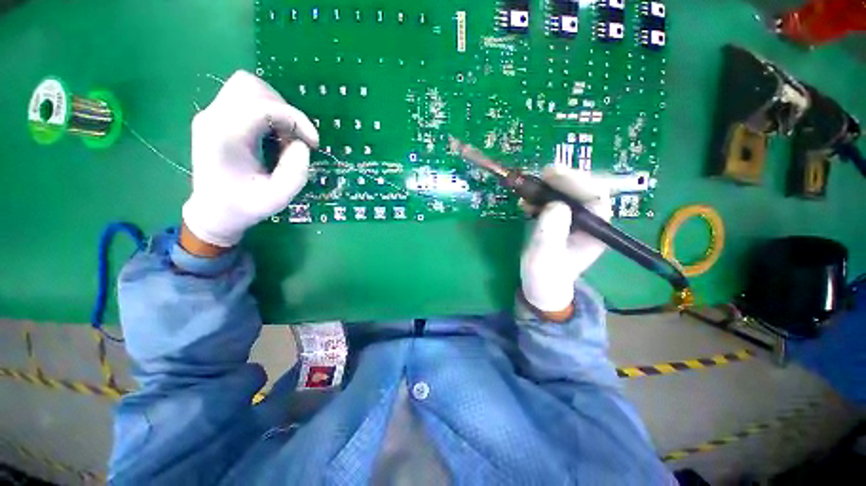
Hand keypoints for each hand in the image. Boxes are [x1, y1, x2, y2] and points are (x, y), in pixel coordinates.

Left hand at [182, 70, 318, 249]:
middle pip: (250, 85)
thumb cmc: (245, 207)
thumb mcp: (278, 198)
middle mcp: (213, 118)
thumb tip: (302, 145)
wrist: (213, 212)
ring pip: (247, 87)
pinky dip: (268, 113)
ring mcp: (212, 115)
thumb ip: (296, 172)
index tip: (313, 143)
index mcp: (225, 137)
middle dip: (283, 109)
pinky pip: (246, 100)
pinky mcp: (216, 118)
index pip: (262, 106)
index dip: (295, 119)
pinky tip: (273, 137)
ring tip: (284, 138)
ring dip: (276, 109)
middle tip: (295, 137)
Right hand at [520, 166, 612, 320]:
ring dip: (549, 187)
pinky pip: (553, 201)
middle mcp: (589, 222)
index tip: (553, 174)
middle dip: (563, 179)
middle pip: (584, 190)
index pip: (596, 197)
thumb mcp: (544, 258)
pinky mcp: (560, 221)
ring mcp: (574, 220)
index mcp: (595, 232)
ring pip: (568, 193)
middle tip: (542, 174)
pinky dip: (540, 197)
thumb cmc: (544, 277)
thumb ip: (550, 233)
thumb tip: (555, 204)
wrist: (541, 287)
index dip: (576, 181)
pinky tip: (526, 202)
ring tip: (529, 190)